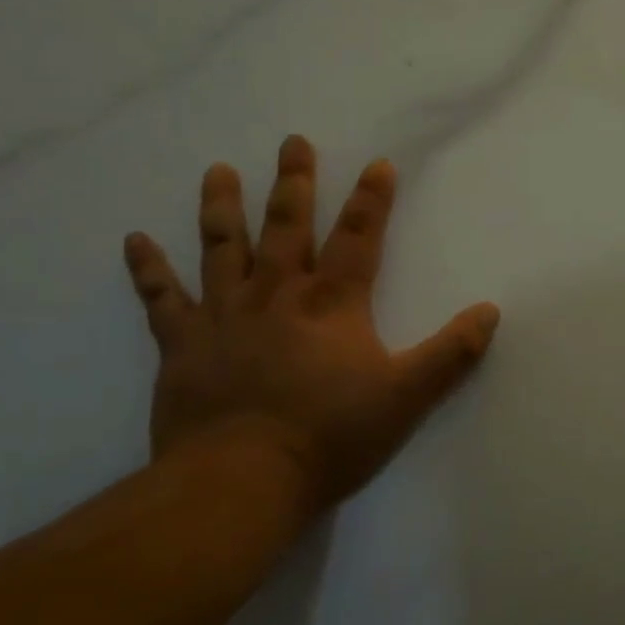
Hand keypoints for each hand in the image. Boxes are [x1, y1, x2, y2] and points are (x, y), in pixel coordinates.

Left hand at [123, 135, 499, 516]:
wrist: (242, 482)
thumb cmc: (331, 436)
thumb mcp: (408, 396)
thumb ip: (452, 353)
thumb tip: (490, 311)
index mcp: (332, 303)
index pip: (358, 237)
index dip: (372, 199)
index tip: (378, 163)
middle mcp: (277, 294)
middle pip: (287, 227)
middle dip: (294, 183)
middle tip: (293, 142)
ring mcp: (224, 316)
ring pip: (222, 248)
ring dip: (222, 207)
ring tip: (218, 170)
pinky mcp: (183, 346)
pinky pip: (162, 299)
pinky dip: (148, 269)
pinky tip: (134, 240)